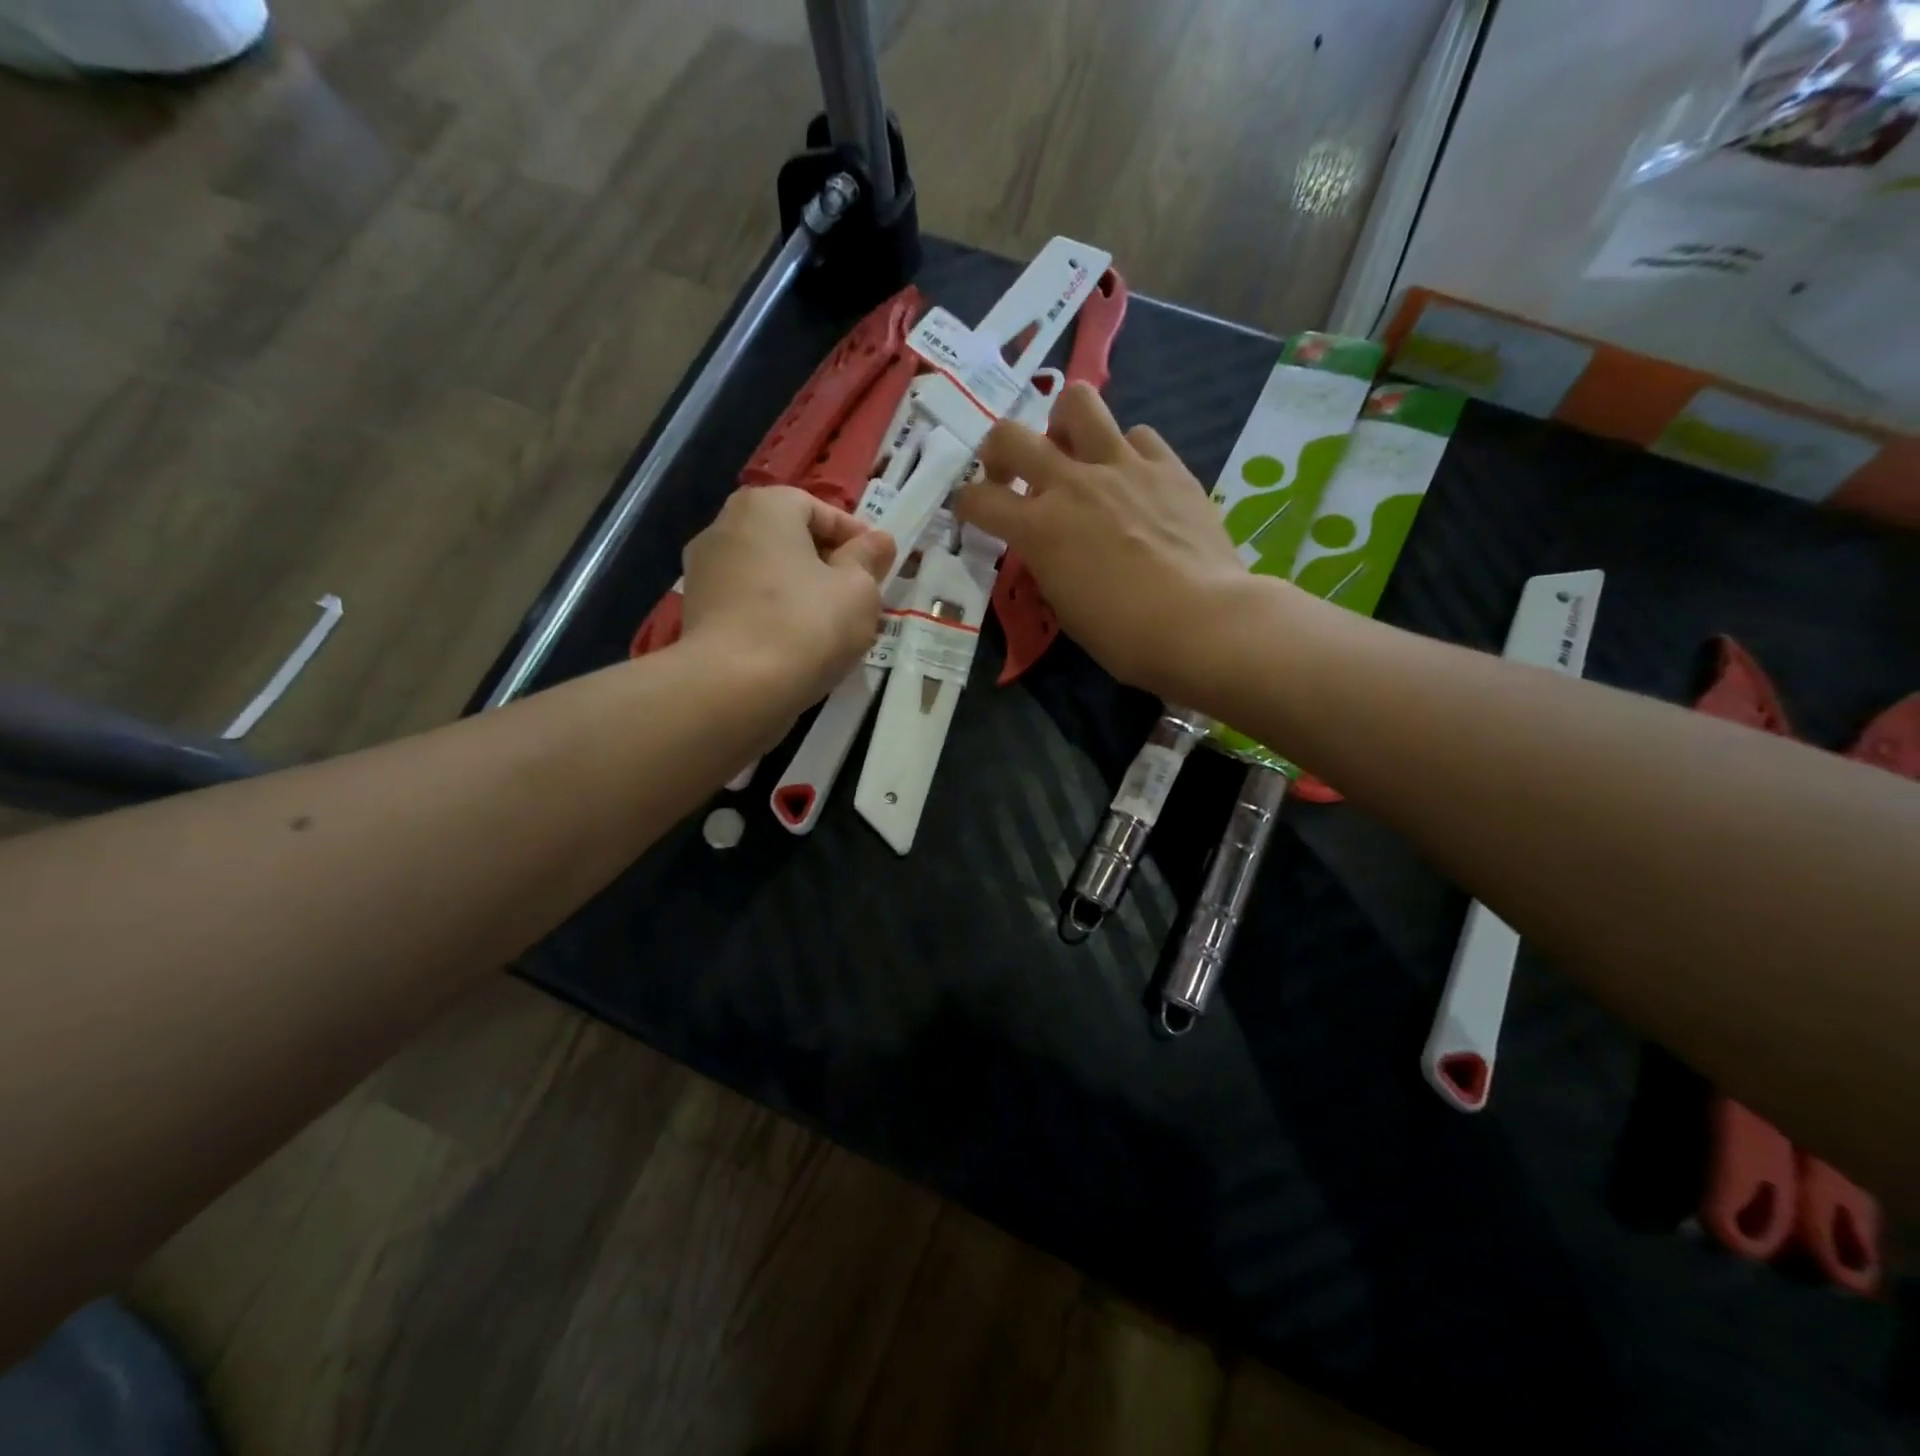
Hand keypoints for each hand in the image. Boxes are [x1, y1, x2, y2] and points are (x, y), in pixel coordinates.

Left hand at [680, 486, 896, 708]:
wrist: (734, 687)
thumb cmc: (805, 624)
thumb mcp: (858, 590)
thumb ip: (869, 559)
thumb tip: (879, 541)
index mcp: (764, 507)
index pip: (819, 510)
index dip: (855, 538)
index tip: (879, 568)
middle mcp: (724, 526)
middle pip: (789, 540)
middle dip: (825, 565)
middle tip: (857, 597)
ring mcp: (702, 571)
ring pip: (768, 574)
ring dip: (799, 592)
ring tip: (829, 627)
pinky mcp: (695, 613)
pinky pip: (747, 603)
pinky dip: (772, 615)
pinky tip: (795, 646)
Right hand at [954, 383, 1254, 701]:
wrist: (1201, 622)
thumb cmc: (1125, 635)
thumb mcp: (1065, 608)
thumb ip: (1048, 564)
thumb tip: (1050, 547)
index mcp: (1038, 529)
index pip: (977, 500)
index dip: (966, 504)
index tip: (973, 512)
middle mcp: (1071, 485)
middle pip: (1010, 435)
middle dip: (998, 450)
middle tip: (1011, 471)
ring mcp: (1122, 467)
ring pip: (1078, 403)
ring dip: (1064, 424)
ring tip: (1075, 453)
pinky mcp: (1167, 466)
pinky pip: (1138, 435)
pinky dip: (1127, 451)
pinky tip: (1134, 478)